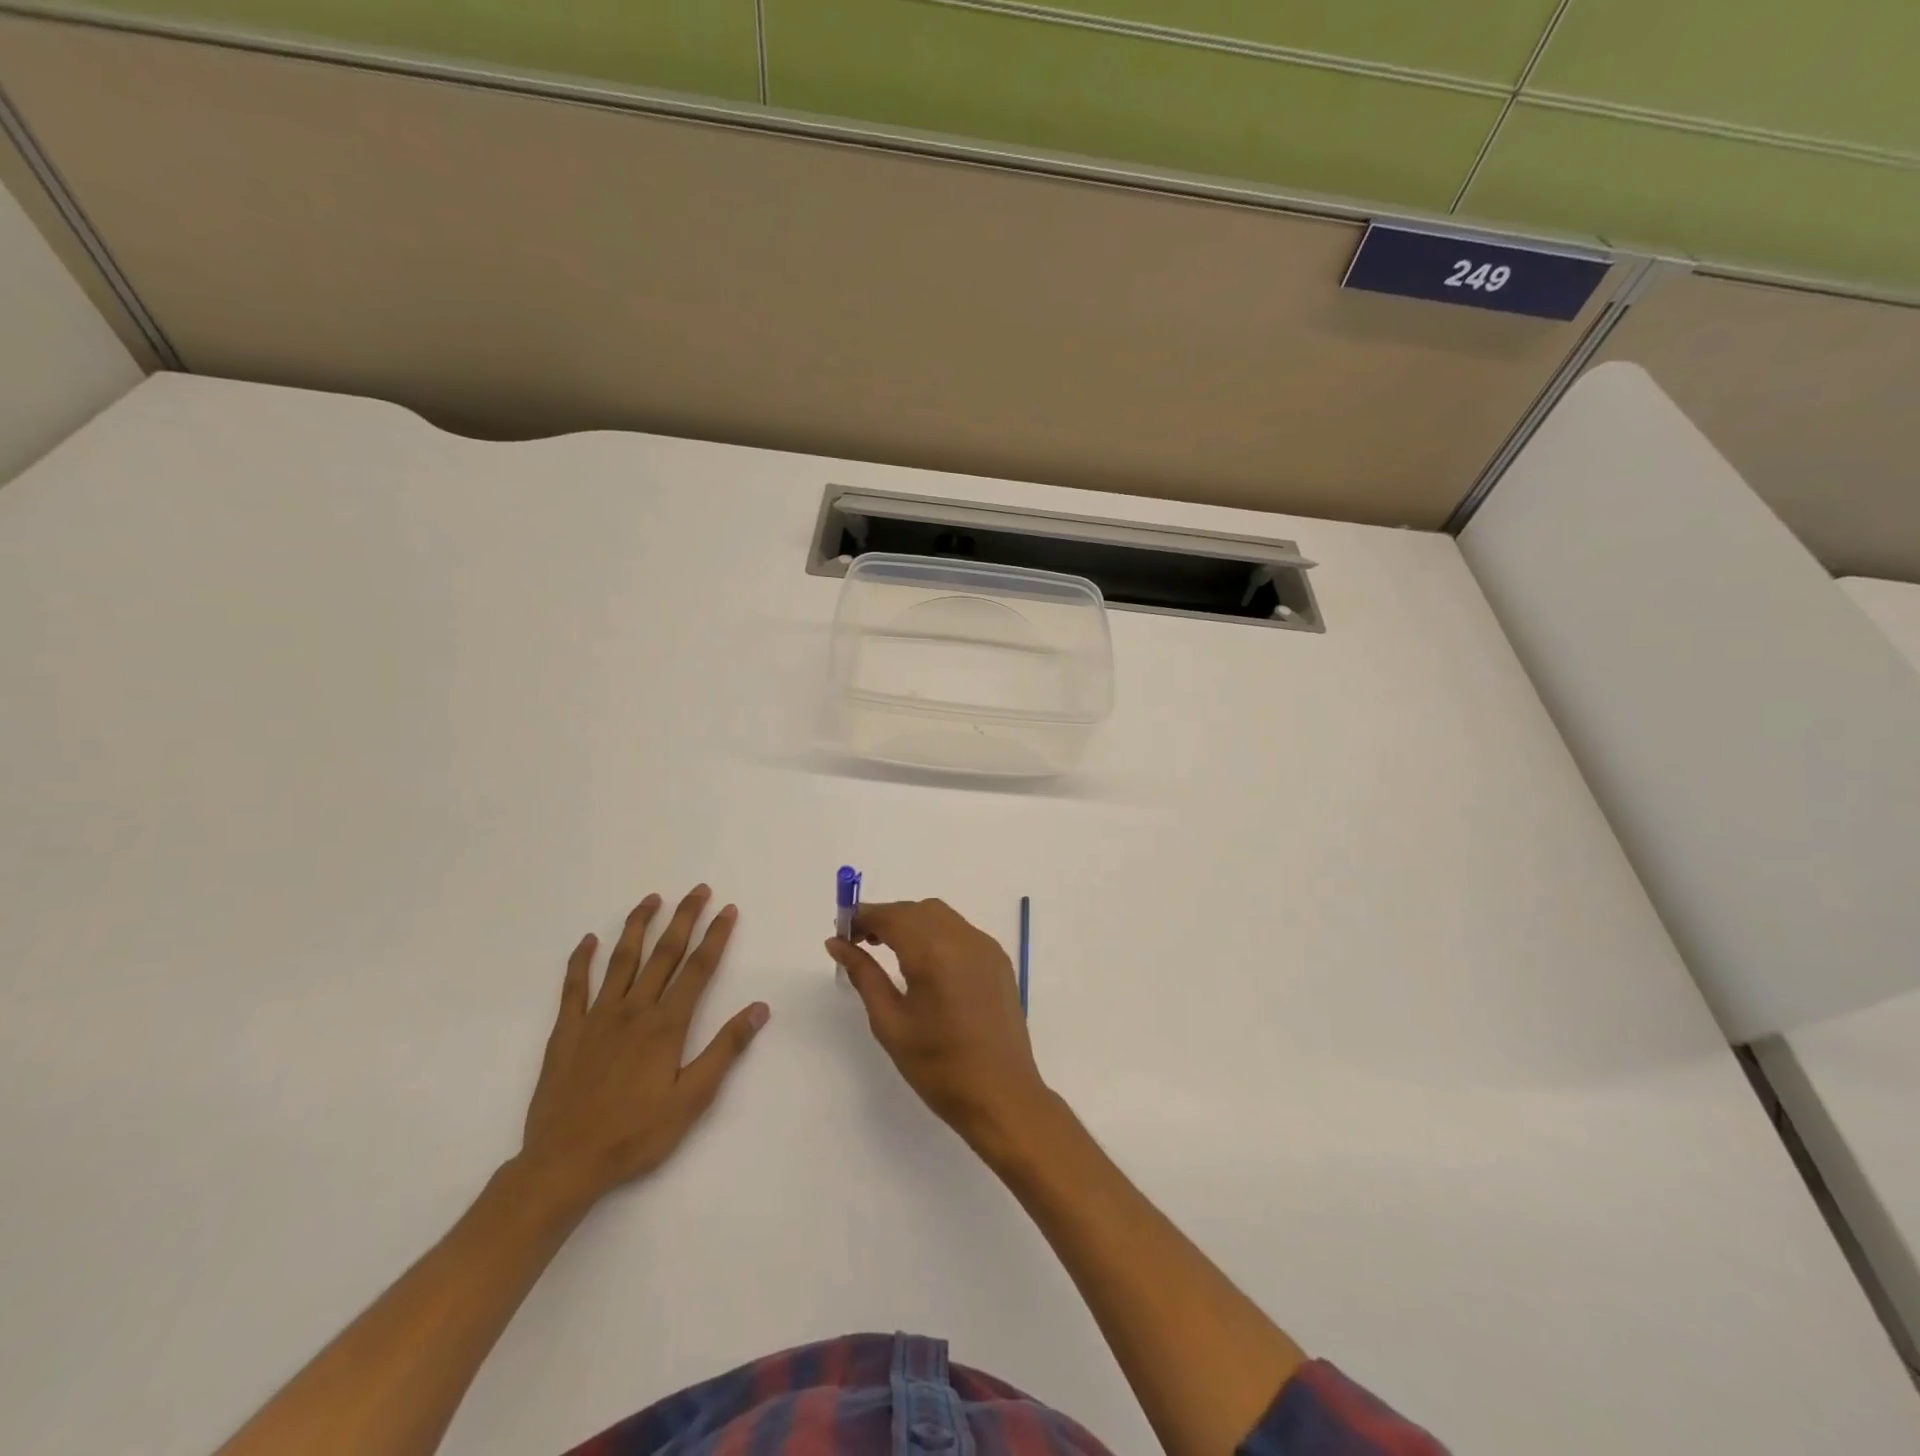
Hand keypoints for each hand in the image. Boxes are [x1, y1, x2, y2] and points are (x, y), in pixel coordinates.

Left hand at [517, 885, 768, 1209]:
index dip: (716, 936)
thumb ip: (725, 1049)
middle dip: (684, 918)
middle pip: (664, 953)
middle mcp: (634, 1010)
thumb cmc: (635, 1134)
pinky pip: (574, 987)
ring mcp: (597, 1017)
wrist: (563, 1164)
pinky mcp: (566, 1032)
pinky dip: (581, 960)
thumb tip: (759, 1008)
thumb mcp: (692, 1098)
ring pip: (621, 960)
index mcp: (666, 1025)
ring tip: (651, 900)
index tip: (728, 909)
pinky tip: (588, 940)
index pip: (698, 969)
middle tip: (698, 890)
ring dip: (638, 926)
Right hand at [826, 899, 1048, 1151]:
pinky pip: (961, 931)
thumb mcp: (890, 1023)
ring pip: (940, 916)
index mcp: (934, 953)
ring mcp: (986, 947)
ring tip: (888, 949)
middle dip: (886, 918)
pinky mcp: (998, 960)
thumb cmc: (938, 1066)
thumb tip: (836, 943)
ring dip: (911, 922)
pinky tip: (924, 962)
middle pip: (916, 910)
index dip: (864, 917)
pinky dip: (936, 933)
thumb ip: (863, 975)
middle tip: (859, 942)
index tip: (841, 930)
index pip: (892, 916)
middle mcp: (964, 939)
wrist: (1001, 1096)